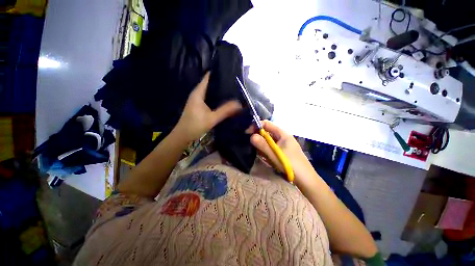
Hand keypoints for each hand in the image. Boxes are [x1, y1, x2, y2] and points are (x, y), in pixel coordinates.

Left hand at [175, 72, 241, 141]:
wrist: (183, 136)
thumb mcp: (212, 118)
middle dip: (222, 83)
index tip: (231, 73)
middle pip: (211, 84)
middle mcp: (197, 94)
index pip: (209, 77)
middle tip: (236, 84)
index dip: (219, 74)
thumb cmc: (195, 125)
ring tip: (233, 91)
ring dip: (220, 91)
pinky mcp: (199, 106)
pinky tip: (225, 101)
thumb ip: (225, 111)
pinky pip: (210, 98)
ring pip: (210, 92)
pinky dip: (217, 98)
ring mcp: (198, 100)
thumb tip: (239, 104)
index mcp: (198, 92)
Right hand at [250, 120, 317, 187]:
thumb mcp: (274, 154)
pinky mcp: (283, 151)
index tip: (247, 133)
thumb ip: (262, 144)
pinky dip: (267, 151)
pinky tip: (266, 158)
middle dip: (259, 138)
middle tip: (253, 146)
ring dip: (262, 146)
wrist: (306, 180)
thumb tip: (251, 136)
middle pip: (267, 132)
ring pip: (268, 141)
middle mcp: (282, 137)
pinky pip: (271, 148)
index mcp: (282, 133)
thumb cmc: (290, 164)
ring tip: (261, 154)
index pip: (267, 124)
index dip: (256, 126)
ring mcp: (283, 144)